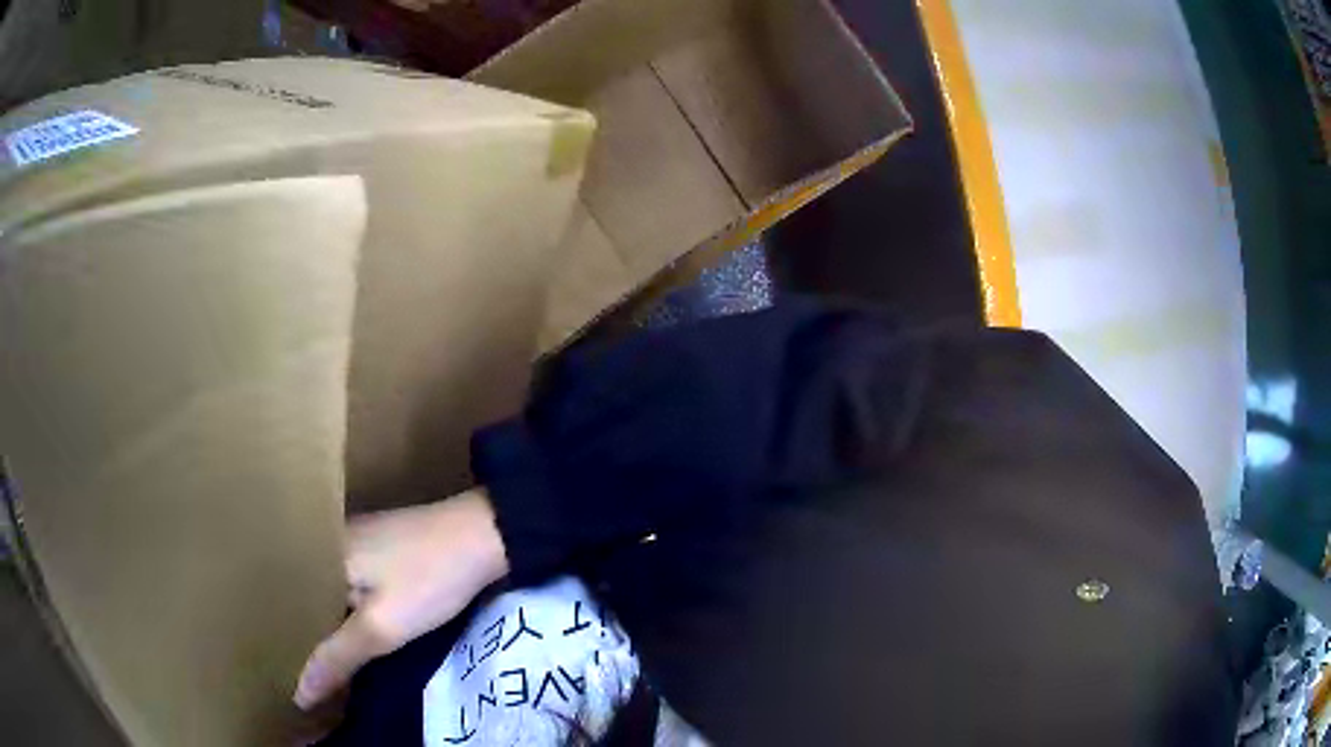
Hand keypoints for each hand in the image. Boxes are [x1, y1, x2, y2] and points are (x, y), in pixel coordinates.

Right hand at [294, 488, 508, 708]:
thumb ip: (338, 658)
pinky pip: (348, 584)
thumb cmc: (428, 580)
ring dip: (324, 622)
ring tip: (315, 658)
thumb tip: (299, 694)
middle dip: (302, 632)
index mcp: (320, 553)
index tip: (276, 667)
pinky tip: (347, 630)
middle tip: (292, 668)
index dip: (282, 637)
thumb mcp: (381, 627)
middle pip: (306, 595)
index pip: (284, 600)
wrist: (484, 535)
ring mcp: (356, 540)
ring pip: (328, 590)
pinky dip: (345, 609)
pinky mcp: (379, 547)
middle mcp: (329, 541)